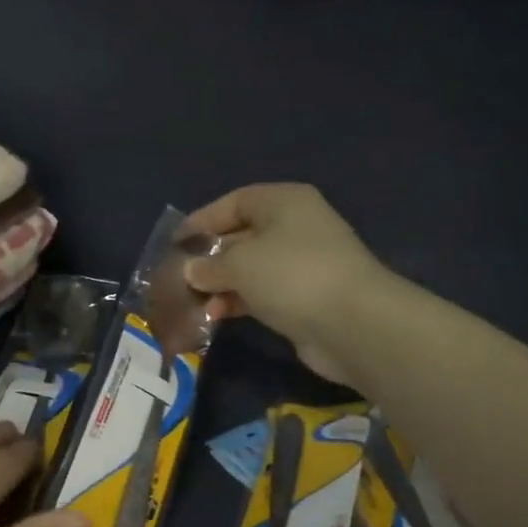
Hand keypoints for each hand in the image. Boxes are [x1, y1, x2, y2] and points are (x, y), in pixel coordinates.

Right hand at [182, 184, 389, 382]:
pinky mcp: (303, 299)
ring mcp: (301, 265)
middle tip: (176, 277)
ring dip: (220, 285)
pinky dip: (237, 302)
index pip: (234, 202)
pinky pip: (261, 294)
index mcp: (284, 202)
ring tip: (190, 302)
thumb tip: (190, 271)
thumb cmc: (291, 275)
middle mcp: (294, 227)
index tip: (175, 243)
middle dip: (208, 257)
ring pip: (249, 269)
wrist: (352, 324)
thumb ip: (209, 265)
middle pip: (241, 236)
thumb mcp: (240, 263)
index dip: (202, 220)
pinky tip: (214, 317)